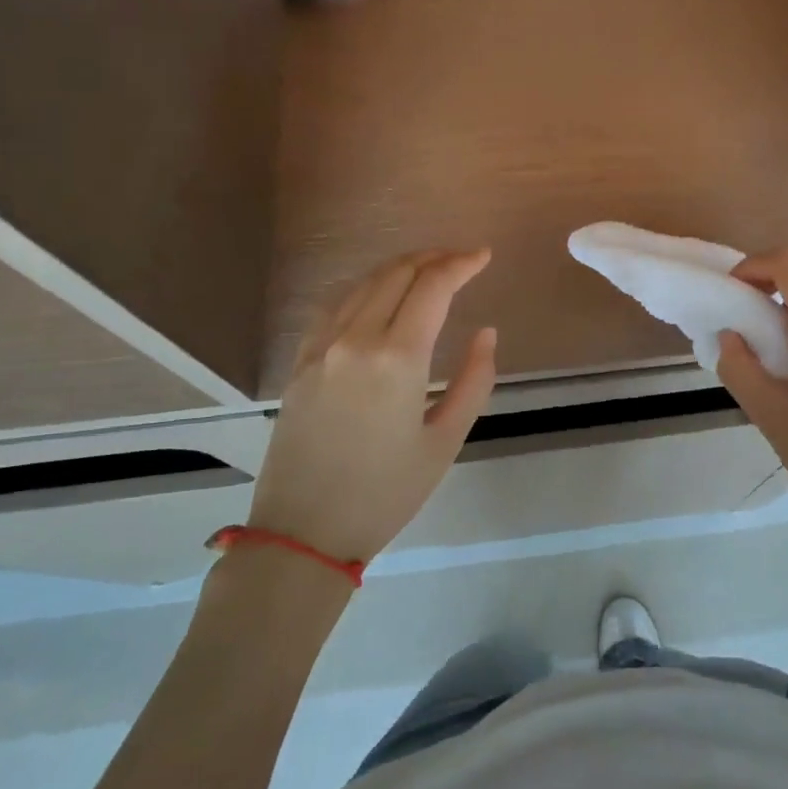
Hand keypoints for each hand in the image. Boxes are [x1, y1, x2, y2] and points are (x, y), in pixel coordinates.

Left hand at [250, 250, 497, 563]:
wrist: (303, 532)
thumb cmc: (385, 493)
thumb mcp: (445, 441)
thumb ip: (474, 380)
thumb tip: (486, 333)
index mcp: (397, 358)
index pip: (433, 286)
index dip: (461, 264)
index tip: (483, 256)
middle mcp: (356, 339)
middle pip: (397, 274)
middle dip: (433, 258)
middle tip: (461, 260)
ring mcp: (321, 347)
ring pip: (364, 284)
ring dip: (400, 268)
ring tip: (428, 270)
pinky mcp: (301, 361)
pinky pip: (335, 306)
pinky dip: (365, 288)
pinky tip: (378, 295)